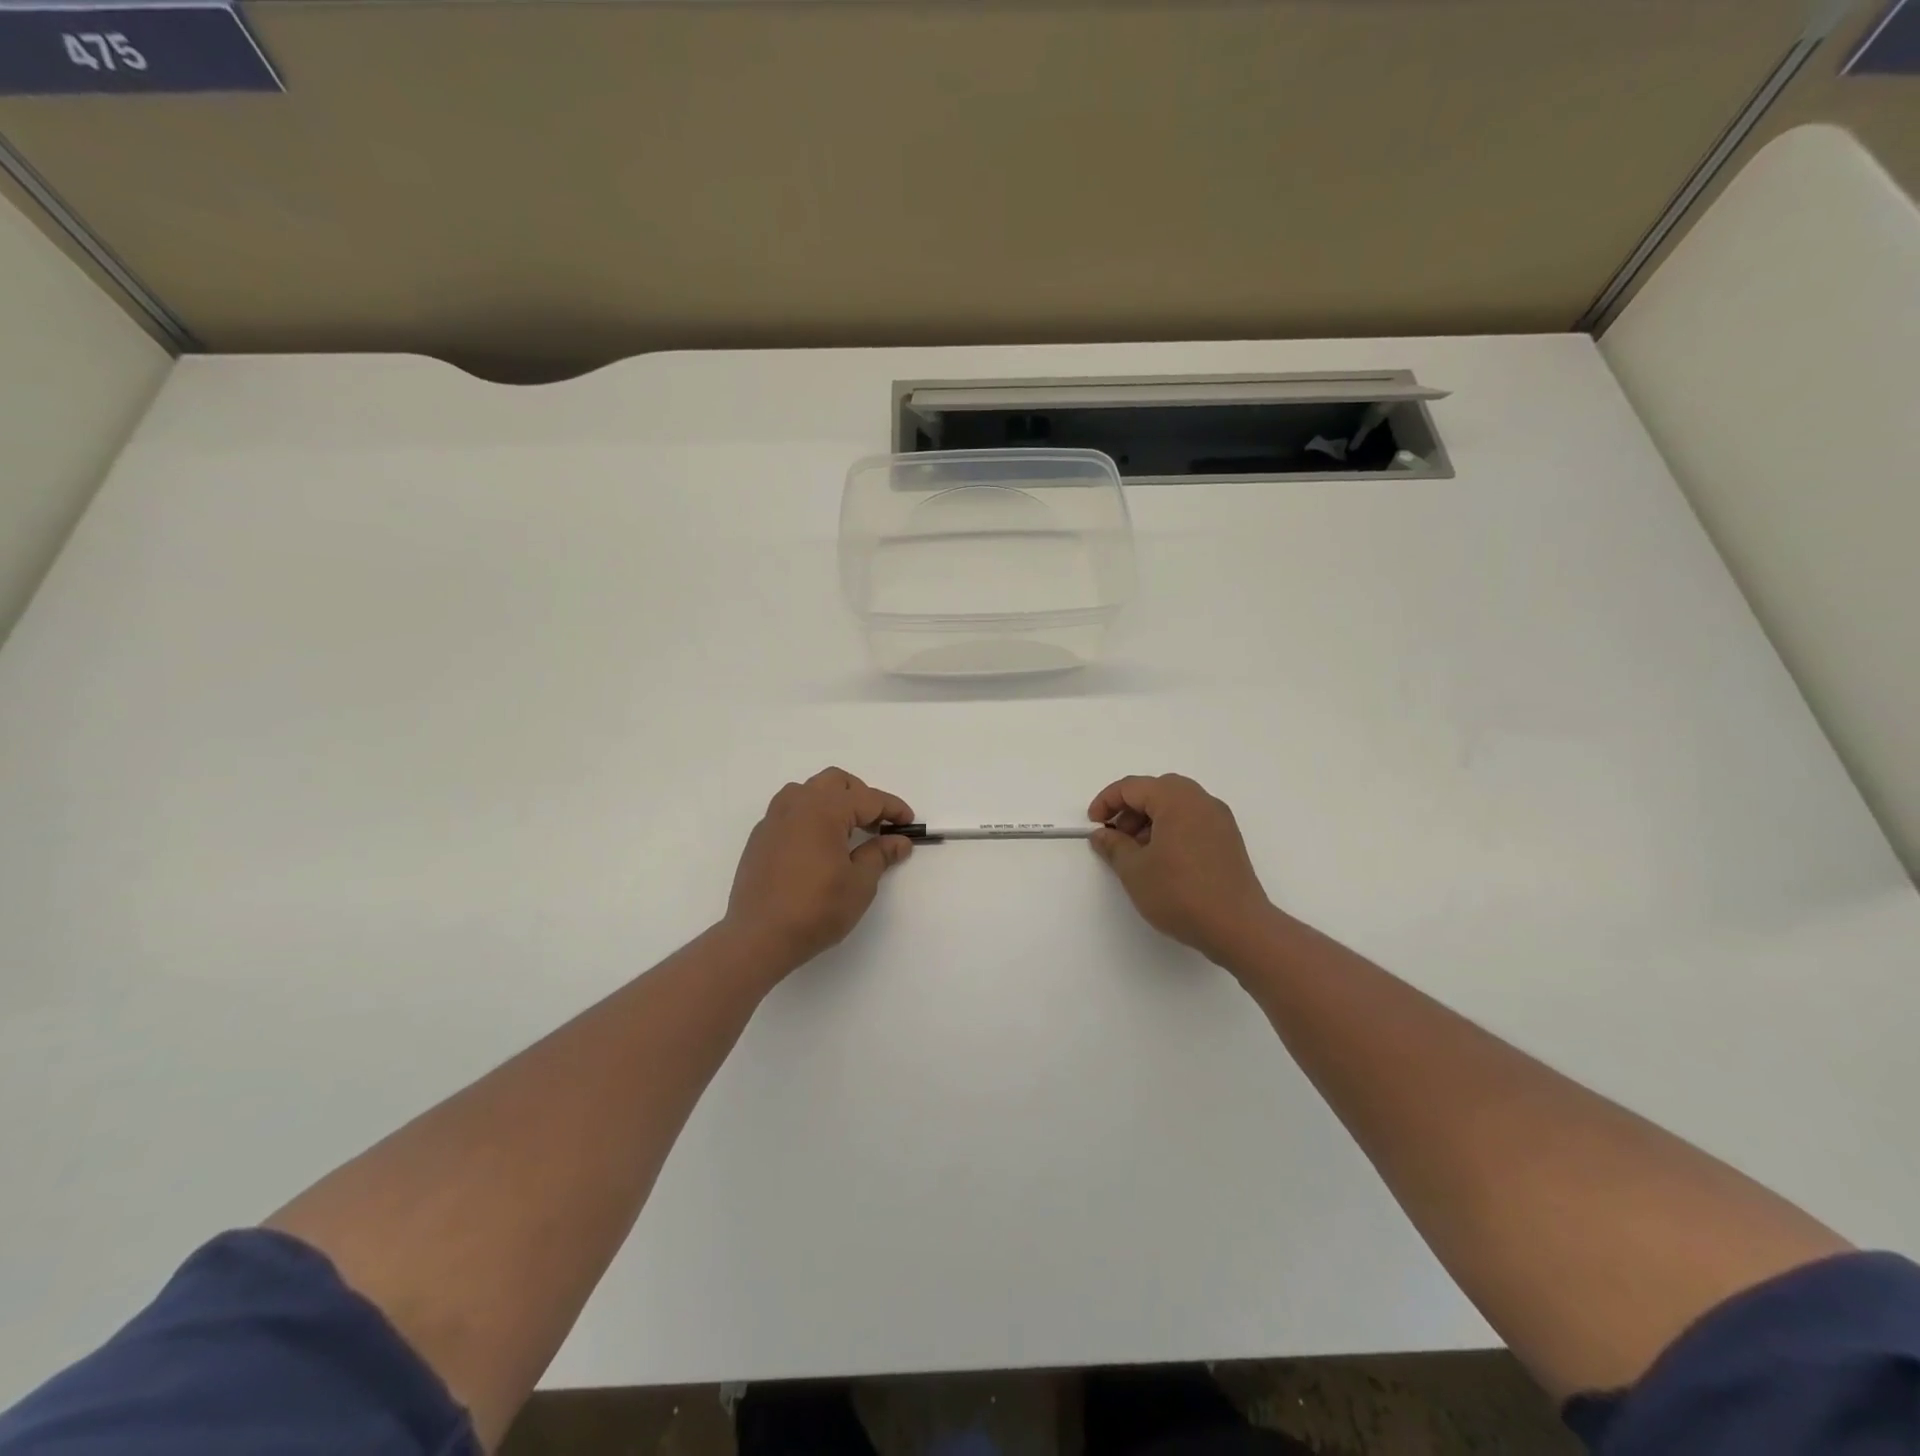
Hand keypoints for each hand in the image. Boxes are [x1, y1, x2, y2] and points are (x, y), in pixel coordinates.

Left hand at [724, 767, 913, 975]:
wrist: (759, 937)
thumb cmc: (816, 909)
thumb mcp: (859, 884)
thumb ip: (880, 855)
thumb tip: (899, 841)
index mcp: (825, 810)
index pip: (868, 798)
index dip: (893, 808)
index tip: (909, 823)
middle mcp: (797, 804)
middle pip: (836, 782)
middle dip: (862, 796)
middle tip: (877, 824)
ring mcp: (774, 819)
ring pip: (809, 791)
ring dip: (833, 801)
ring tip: (847, 829)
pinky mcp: (760, 837)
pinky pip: (790, 811)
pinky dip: (811, 816)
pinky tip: (818, 845)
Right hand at [1088, 774, 1274, 965]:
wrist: (1238, 927)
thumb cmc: (1180, 893)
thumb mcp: (1135, 870)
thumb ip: (1114, 846)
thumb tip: (1102, 834)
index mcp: (1176, 799)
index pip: (1132, 787)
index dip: (1107, 802)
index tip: (1094, 825)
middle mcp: (1201, 801)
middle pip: (1156, 791)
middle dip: (1130, 810)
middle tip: (1116, 837)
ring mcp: (1219, 820)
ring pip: (1176, 806)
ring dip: (1150, 820)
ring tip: (1137, 853)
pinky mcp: (1229, 840)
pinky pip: (1192, 821)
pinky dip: (1171, 830)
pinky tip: (1163, 861)